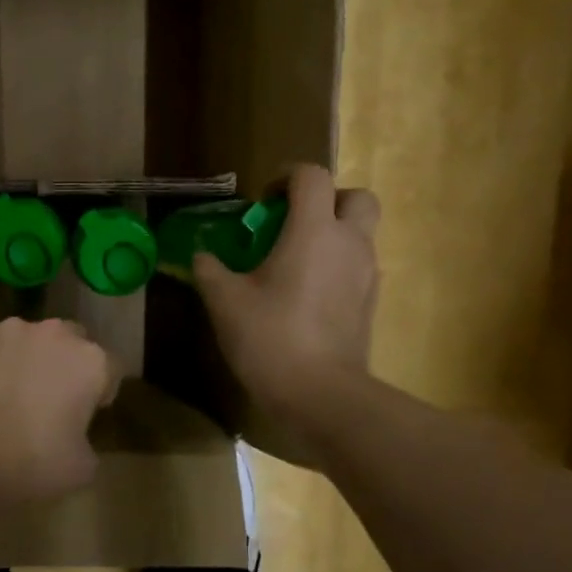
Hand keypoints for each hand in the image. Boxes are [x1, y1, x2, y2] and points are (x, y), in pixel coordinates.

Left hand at [0, 318, 120, 507]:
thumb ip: (87, 441)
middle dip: (66, 365)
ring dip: (28, 359)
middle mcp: (55, 333)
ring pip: (29, 340)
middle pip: (72, 343)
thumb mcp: (82, 467)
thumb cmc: (31, 462)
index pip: (111, 369)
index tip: (87, 414)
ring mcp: (10, 330)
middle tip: (51, 400)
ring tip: (9, 394)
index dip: (102, 392)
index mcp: (90, 361)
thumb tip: (73, 436)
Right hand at [194, 165, 379, 429]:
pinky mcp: (370, 302)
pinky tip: (307, 294)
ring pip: (360, 233)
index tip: (262, 202)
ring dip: (332, 234)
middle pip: (355, 197)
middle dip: (326, 200)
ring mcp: (366, 274)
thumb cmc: (270, 338)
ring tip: (294, 262)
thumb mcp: (225, 302)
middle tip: (292, 223)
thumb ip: (210, 270)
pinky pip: (358, 266)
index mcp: (314, 231)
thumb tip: (201, 256)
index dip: (285, 177)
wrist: (320, 395)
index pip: (311, 176)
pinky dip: (337, 266)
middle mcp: (349, 243)